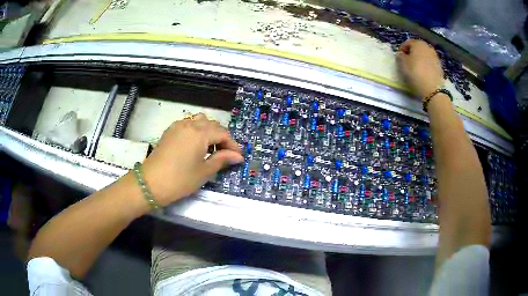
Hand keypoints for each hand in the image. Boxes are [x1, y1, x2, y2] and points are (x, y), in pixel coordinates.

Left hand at [141, 113, 243, 205]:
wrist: (150, 183)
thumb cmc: (180, 180)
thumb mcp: (204, 172)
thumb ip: (222, 160)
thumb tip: (238, 156)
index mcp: (200, 133)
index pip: (222, 133)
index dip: (232, 145)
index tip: (238, 157)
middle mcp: (190, 124)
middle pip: (212, 125)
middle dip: (222, 137)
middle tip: (226, 154)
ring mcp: (178, 126)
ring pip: (200, 121)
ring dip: (209, 131)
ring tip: (211, 148)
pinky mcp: (170, 131)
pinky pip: (188, 124)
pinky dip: (197, 130)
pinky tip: (196, 145)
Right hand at [397, 39, 444, 98]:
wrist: (433, 89)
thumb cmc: (415, 73)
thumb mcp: (402, 64)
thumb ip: (400, 56)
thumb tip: (401, 54)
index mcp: (418, 43)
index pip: (407, 42)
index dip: (402, 49)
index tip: (400, 58)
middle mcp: (427, 46)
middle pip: (417, 48)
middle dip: (412, 53)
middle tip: (408, 62)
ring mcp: (435, 56)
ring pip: (424, 55)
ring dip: (420, 59)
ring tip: (416, 68)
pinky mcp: (440, 66)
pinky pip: (430, 63)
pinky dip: (426, 66)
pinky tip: (424, 73)